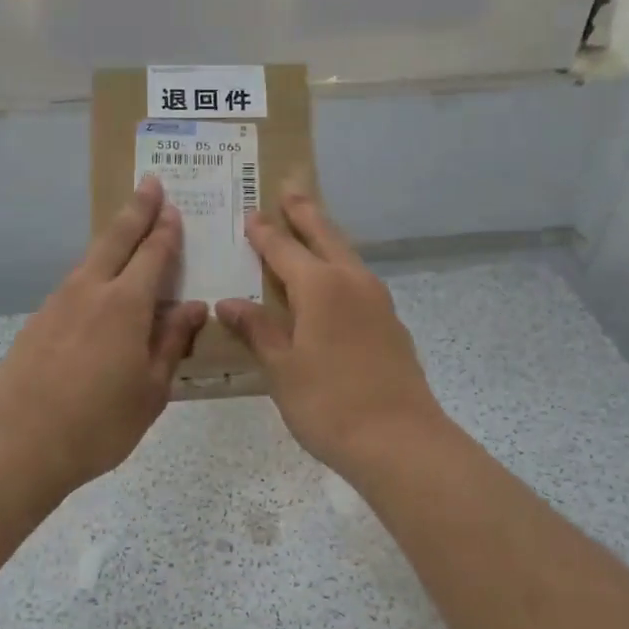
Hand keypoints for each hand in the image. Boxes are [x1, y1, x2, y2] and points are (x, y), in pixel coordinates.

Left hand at [0, 176, 208, 492]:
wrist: (18, 442)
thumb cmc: (99, 423)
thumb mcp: (151, 389)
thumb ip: (171, 342)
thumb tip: (193, 307)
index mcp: (126, 305)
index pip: (152, 255)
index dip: (165, 230)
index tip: (173, 206)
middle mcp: (90, 291)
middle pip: (116, 238)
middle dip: (136, 209)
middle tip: (150, 183)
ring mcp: (58, 303)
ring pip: (90, 258)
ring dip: (112, 239)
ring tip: (127, 231)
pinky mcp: (37, 321)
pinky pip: (74, 284)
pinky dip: (93, 272)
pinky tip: (97, 287)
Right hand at [215, 186, 447, 476]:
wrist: (400, 441)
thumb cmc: (329, 404)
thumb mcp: (282, 368)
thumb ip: (257, 330)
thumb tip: (229, 302)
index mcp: (320, 286)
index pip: (283, 249)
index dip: (263, 232)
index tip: (250, 213)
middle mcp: (352, 282)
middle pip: (325, 236)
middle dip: (305, 212)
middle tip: (290, 188)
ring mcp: (377, 301)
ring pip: (347, 255)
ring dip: (327, 236)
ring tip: (312, 227)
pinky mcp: (390, 323)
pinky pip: (358, 280)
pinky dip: (340, 267)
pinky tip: (334, 284)